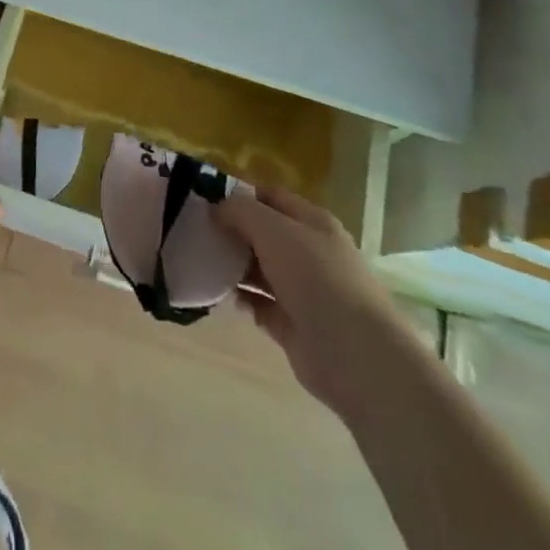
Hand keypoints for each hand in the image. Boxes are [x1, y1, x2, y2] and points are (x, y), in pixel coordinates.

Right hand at [214, 185, 419, 418]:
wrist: (354, 354)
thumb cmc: (315, 278)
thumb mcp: (273, 229)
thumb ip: (240, 211)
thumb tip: (216, 209)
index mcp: (312, 222)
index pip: (269, 196)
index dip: (238, 194)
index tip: (203, 200)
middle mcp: (309, 252)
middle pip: (262, 233)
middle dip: (231, 231)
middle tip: (194, 231)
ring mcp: (302, 290)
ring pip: (259, 268)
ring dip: (232, 265)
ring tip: (199, 261)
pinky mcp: (293, 324)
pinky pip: (259, 303)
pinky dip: (240, 298)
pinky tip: (217, 294)